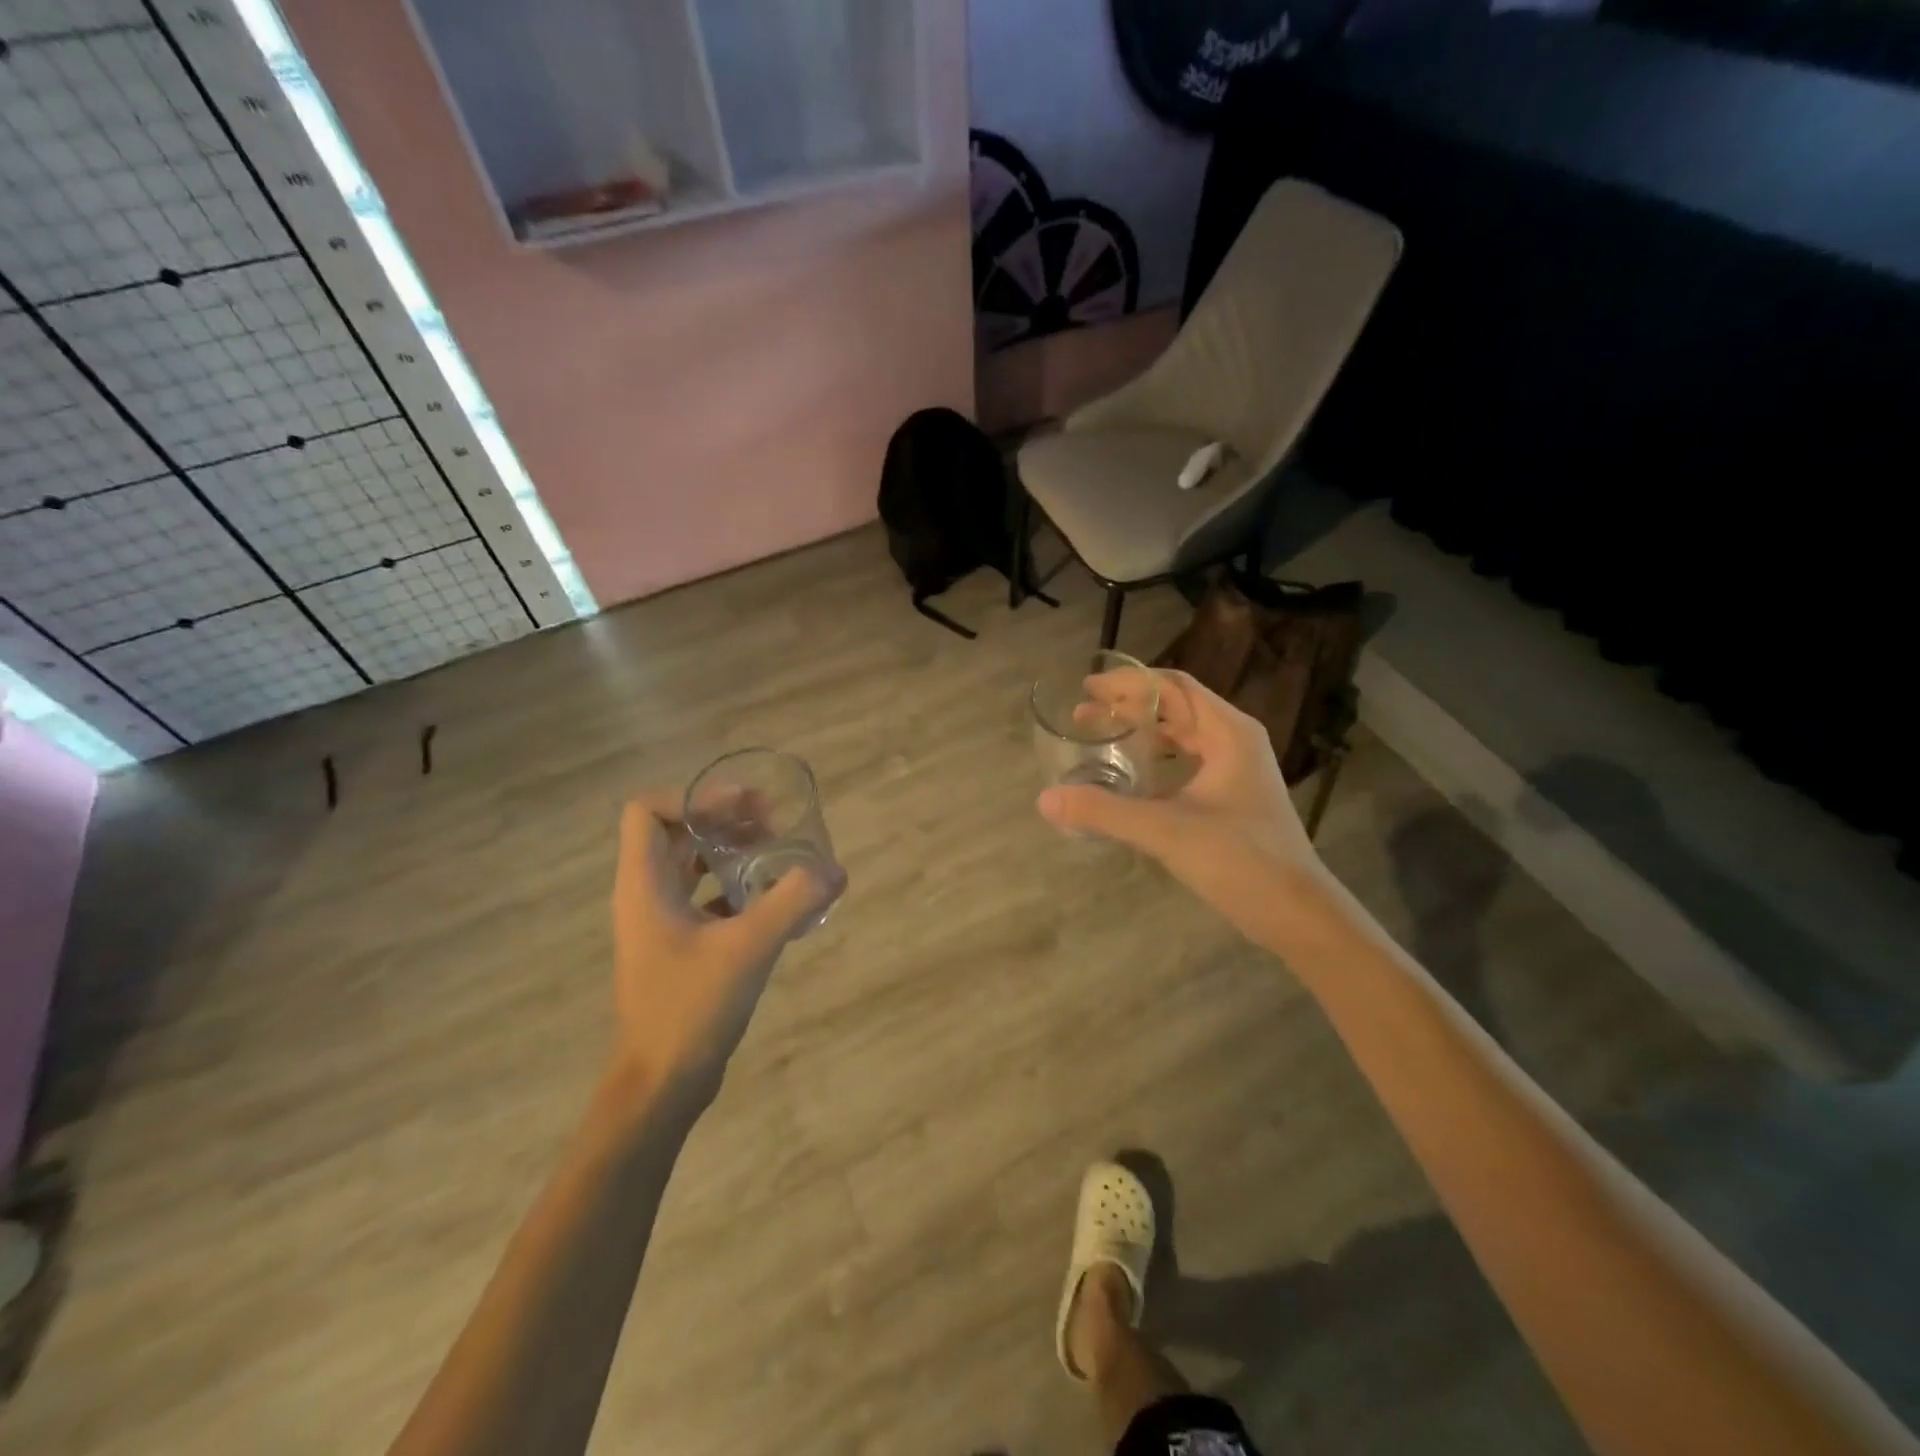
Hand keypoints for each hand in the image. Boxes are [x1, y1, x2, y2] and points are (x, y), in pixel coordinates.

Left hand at [605, 793, 843, 1107]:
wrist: (661, 1084)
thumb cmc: (690, 1007)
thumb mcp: (748, 947)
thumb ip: (792, 902)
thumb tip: (834, 871)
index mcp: (644, 885)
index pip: (647, 812)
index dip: (693, 799)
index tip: (741, 809)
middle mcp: (645, 895)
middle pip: (674, 832)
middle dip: (722, 818)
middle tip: (771, 821)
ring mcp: (658, 923)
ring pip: (689, 865)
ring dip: (728, 851)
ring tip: (774, 852)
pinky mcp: (676, 947)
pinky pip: (701, 897)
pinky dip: (732, 886)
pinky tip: (770, 899)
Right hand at [1038, 670, 1322, 942]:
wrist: (1296, 912)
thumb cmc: (1239, 859)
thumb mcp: (1166, 830)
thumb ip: (1105, 811)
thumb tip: (1046, 799)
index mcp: (1227, 732)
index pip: (1172, 687)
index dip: (1127, 683)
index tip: (1086, 688)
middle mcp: (1235, 740)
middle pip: (1176, 706)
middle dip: (1128, 705)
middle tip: (1083, 714)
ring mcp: (1237, 768)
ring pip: (1182, 733)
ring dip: (1141, 730)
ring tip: (1101, 737)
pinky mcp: (1233, 795)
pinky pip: (1187, 759)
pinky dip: (1156, 757)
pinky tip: (1131, 775)